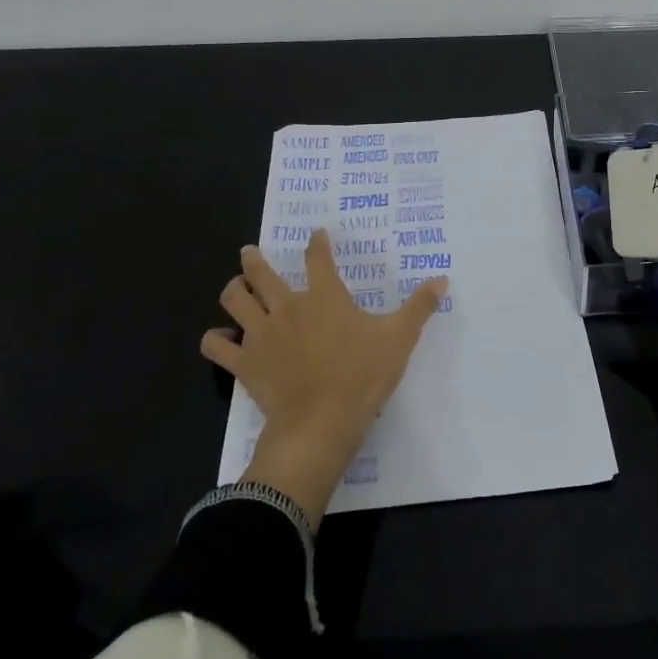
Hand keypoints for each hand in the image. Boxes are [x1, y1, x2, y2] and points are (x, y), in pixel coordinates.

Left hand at [202, 230, 446, 523]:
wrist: (321, 423)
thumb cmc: (362, 376)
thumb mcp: (400, 338)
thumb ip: (419, 307)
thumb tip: (442, 280)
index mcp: (324, 296)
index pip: (318, 257)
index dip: (317, 242)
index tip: (317, 234)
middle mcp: (287, 307)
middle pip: (261, 273)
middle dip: (254, 259)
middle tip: (250, 251)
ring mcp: (261, 335)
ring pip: (234, 301)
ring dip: (233, 290)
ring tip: (235, 286)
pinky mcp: (245, 364)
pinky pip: (217, 347)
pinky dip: (215, 341)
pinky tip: (220, 340)